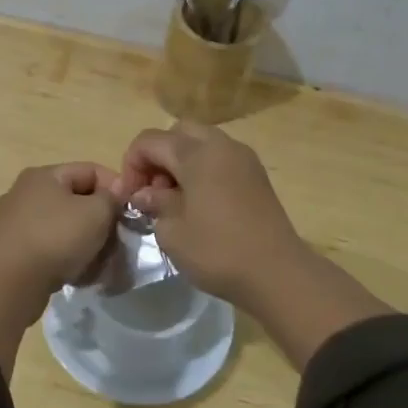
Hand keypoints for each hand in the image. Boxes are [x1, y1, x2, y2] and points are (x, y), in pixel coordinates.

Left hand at [0, 163, 121, 376]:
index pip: (90, 170)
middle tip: (118, 238)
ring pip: (64, 224)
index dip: (116, 187)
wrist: (11, 283)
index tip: (131, 211)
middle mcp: (26, 192)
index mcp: (44, 175)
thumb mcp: (96, 213)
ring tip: (101, 259)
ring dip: (85, 239)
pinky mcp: (13, 249)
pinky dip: (66, 255)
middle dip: (100, 218)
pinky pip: (49, 245)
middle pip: (76, 198)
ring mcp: (16, 221)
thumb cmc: (56, 238)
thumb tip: (115, 194)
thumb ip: (112, 198)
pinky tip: (78, 272)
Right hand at [112, 122, 308, 305]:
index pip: (150, 141)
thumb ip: (155, 204)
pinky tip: (199, 203)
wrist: (278, 274)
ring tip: (174, 199)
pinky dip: (202, 170)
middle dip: (158, 156)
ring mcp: (243, 159)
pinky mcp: (256, 176)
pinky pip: (220, 158)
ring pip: (202, 142)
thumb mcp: (172, 232)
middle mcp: (221, 145)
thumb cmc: (218, 251)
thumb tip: (146, 194)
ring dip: (181, 162)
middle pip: (178, 133)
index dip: (131, 165)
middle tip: (152, 190)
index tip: (129, 197)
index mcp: (197, 153)